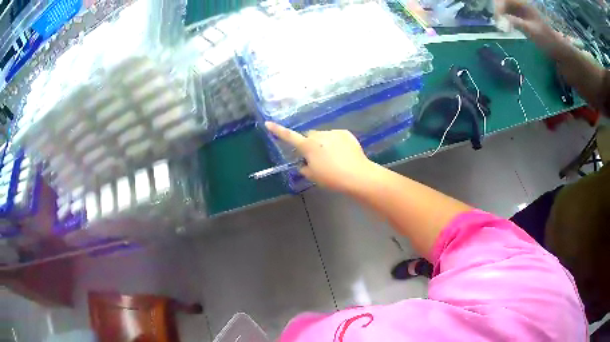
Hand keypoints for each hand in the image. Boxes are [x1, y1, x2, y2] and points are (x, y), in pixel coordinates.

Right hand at [265, 122, 374, 191]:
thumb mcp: (313, 176)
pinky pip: (336, 136)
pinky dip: (336, 143)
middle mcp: (319, 135)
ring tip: (333, 159)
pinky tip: (343, 154)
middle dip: (310, 144)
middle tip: (316, 159)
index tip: (268, 123)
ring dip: (324, 143)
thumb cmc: (332, 178)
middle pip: (309, 136)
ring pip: (323, 136)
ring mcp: (333, 133)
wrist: (357, 175)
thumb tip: (304, 163)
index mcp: (308, 146)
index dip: (277, 131)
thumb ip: (304, 167)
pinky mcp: (346, 133)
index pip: (289, 137)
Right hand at [496, 0, 563, 54]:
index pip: (504, 0)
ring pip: (506, 8)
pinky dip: (505, 19)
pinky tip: (505, 26)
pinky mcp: (523, 19)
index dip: (498, 7)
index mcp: (523, 4)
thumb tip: (500, 19)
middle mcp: (521, 5)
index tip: (496, 18)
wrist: (557, 49)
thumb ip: (515, 23)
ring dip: (500, 14)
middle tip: (495, 21)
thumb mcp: (531, 31)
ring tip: (498, 24)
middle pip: (504, 3)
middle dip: (497, 10)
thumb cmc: (546, 40)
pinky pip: (510, 15)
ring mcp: (522, 12)